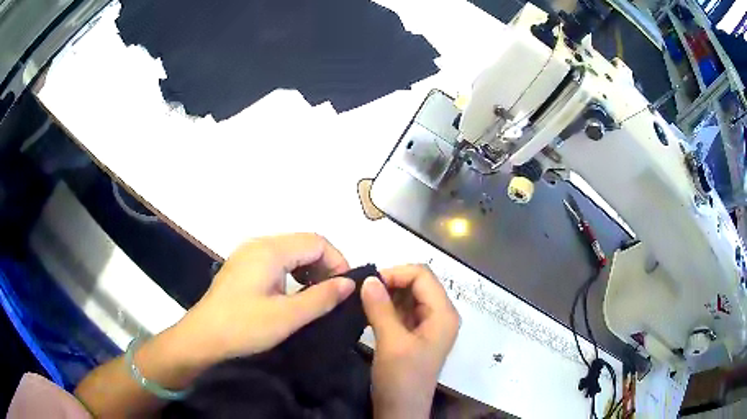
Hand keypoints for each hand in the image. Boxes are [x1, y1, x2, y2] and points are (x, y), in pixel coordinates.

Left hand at [179, 233, 354, 363]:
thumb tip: (349, 283)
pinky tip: (294, 292)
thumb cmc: (244, 326)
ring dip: (309, 268)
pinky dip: (292, 271)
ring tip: (316, 294)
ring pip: (290, 251)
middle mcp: (259, 244)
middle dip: (325, 264)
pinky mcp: (243, 266)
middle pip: (303, 243)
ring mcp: (248, 253)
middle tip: (333, 293)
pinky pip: (276, 259)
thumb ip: (321, 297)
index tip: (345, 288)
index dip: (337, 261)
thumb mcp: (287, 316)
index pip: (316, 242)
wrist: (203, 336)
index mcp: (270, 250)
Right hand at [361, 264, 459, 418]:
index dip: (396, 274)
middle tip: (364, 291)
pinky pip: (403, 310)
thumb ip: (380, 308)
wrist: (401, 409)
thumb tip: (368, 278)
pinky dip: (387, 306)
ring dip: (388, 294)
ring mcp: (429, 324)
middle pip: (418, 283)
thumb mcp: (391, 342)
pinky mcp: (417, 333)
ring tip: (364, 300)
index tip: (369, 283)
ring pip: (409, 296)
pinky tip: (371, 311)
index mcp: (443, 314)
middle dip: (391, 283)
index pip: (423, 276)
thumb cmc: (401, 378)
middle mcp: (441, 314)